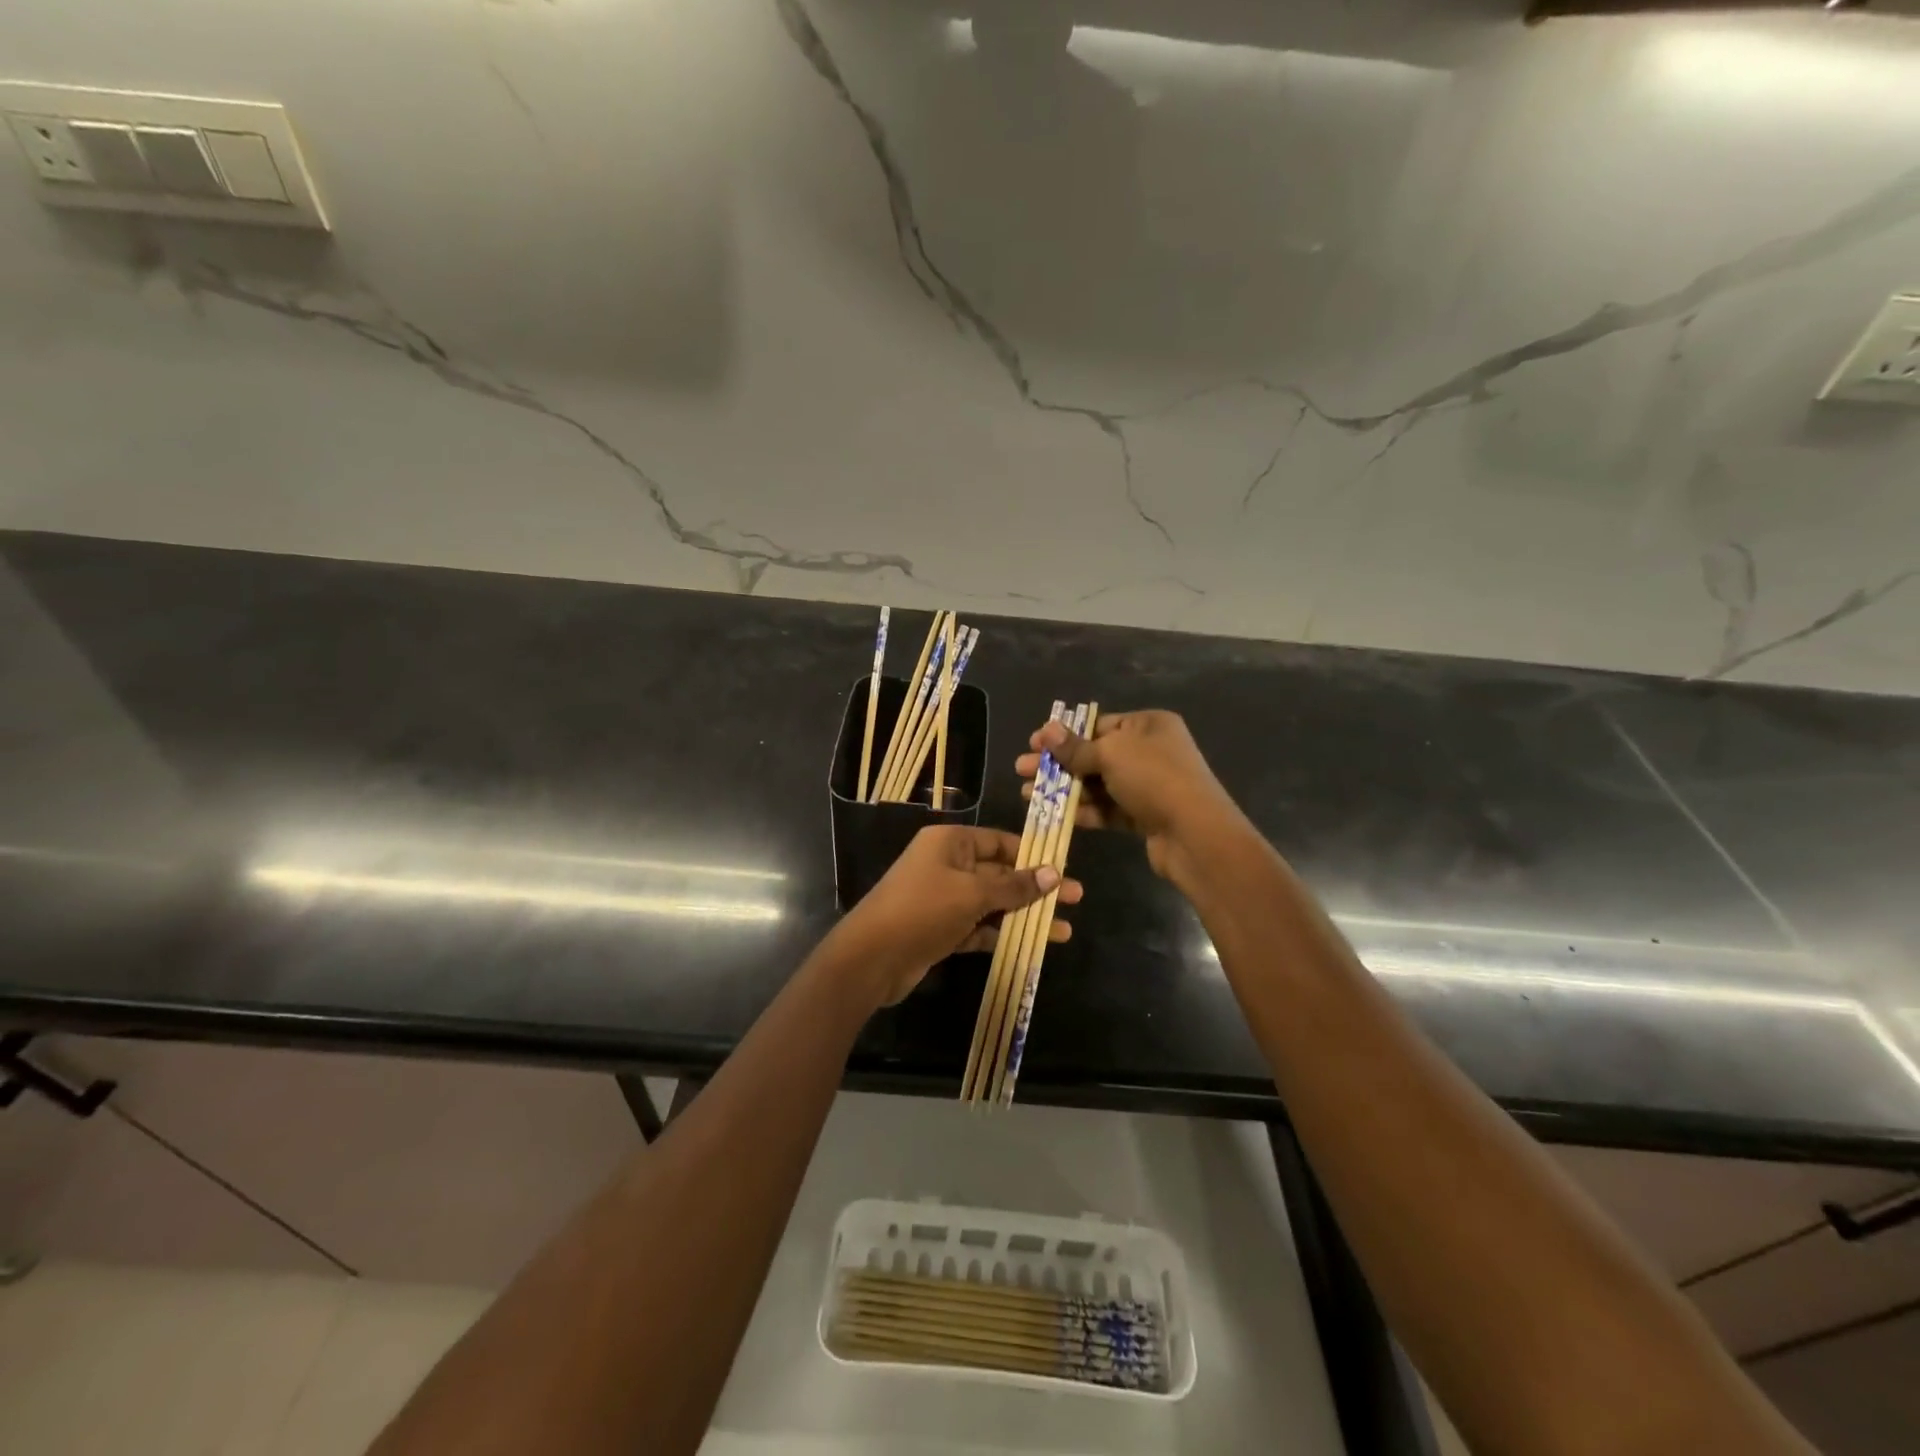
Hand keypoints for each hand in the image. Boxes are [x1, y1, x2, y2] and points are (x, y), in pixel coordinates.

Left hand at [824, 826, 1082, 1005]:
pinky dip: (1003, 933)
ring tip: (1064, 930)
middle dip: (1036, 888)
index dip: (1032, 854)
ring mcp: (944, 899)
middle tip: (1077, 898)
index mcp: (950, 842)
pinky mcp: (942, 929)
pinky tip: (1034, 943)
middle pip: (1000, 873)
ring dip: (1025, 915)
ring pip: (993, 903)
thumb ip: (1013, 886)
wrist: (871, 958)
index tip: (1064, 866)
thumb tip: (1053, 873)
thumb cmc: (923, 910)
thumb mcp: (972, 893)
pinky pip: (980, 927)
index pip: (999, 841)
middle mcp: (947, 865)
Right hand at [1015, 710, 1242, 882]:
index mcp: (1148, 725)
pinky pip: (1107, 809)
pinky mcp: (1144, 816)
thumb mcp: (1111, 754)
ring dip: (1064, 788)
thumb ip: (1075, 747)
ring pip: (1098, 783)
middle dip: (1057, 763)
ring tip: (1027, 794)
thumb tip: (1046, 729)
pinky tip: (1053, 813)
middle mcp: (1150, 751)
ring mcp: (1148, 785)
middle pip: (1094, 754)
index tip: (1033, 744)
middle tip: (1021, 769)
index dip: (1064, 734)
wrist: (1195, 835)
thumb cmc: (1154, 779)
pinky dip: (1083, 810)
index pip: (1098, 724)